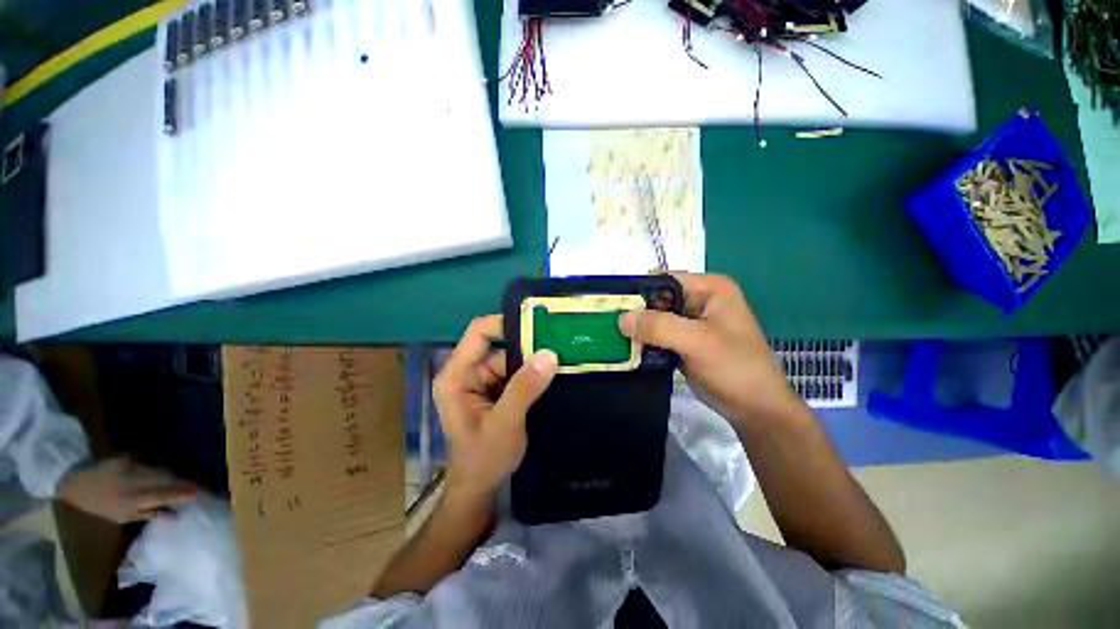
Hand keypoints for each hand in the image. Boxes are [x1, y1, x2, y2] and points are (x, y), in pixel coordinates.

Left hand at [56, 457, 198, 522]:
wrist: (75, 482)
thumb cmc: (99, 505)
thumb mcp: (120, 517)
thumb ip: (147, 514)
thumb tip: (173, 514)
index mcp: (133, 500)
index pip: (165, 494)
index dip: (183, 492)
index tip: (200, 491)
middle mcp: (135, 482)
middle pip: (166, 480)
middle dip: (183, 482)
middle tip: (199, 485)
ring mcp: (131, 467)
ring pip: (160, 471)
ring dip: (174, 476)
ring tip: (186, 480)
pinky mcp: (129, 457)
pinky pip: (150, 464)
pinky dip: (160, 469)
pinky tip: (165, 472)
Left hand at [434, 315, 558, 501]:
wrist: (481, 487)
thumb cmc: (484, 458)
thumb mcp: (505, 424)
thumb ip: (524, 388)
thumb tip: (549, 354)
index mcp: (457, 375)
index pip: (479, 333)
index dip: (504, 323)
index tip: (537, 325)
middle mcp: (468, 372)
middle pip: (500, 346)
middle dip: (528, 346)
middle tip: (559, 344)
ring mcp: (483, 381)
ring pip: (512, 359)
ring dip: (534, 362)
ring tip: (562, 360)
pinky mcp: (497, 390)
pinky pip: (517, 373)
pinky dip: (533, 374)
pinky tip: (553, 375)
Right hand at [620, 272, 799, 431]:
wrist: (756, 409)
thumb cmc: (735, 369)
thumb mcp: (698, 342)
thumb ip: (659, 326)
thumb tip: (621, 318)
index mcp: (709, 288)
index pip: (664, 279)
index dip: (639, 291)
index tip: (614, 308)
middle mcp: (699, 299)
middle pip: (657, 298)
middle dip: (636, 312)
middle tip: (611, 326)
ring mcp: (691, 321)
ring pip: (655, 317)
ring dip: (638, 328)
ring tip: (616, 338)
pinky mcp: (685, 340)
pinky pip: (658, 334)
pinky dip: (645, 341)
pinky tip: (630, 349)